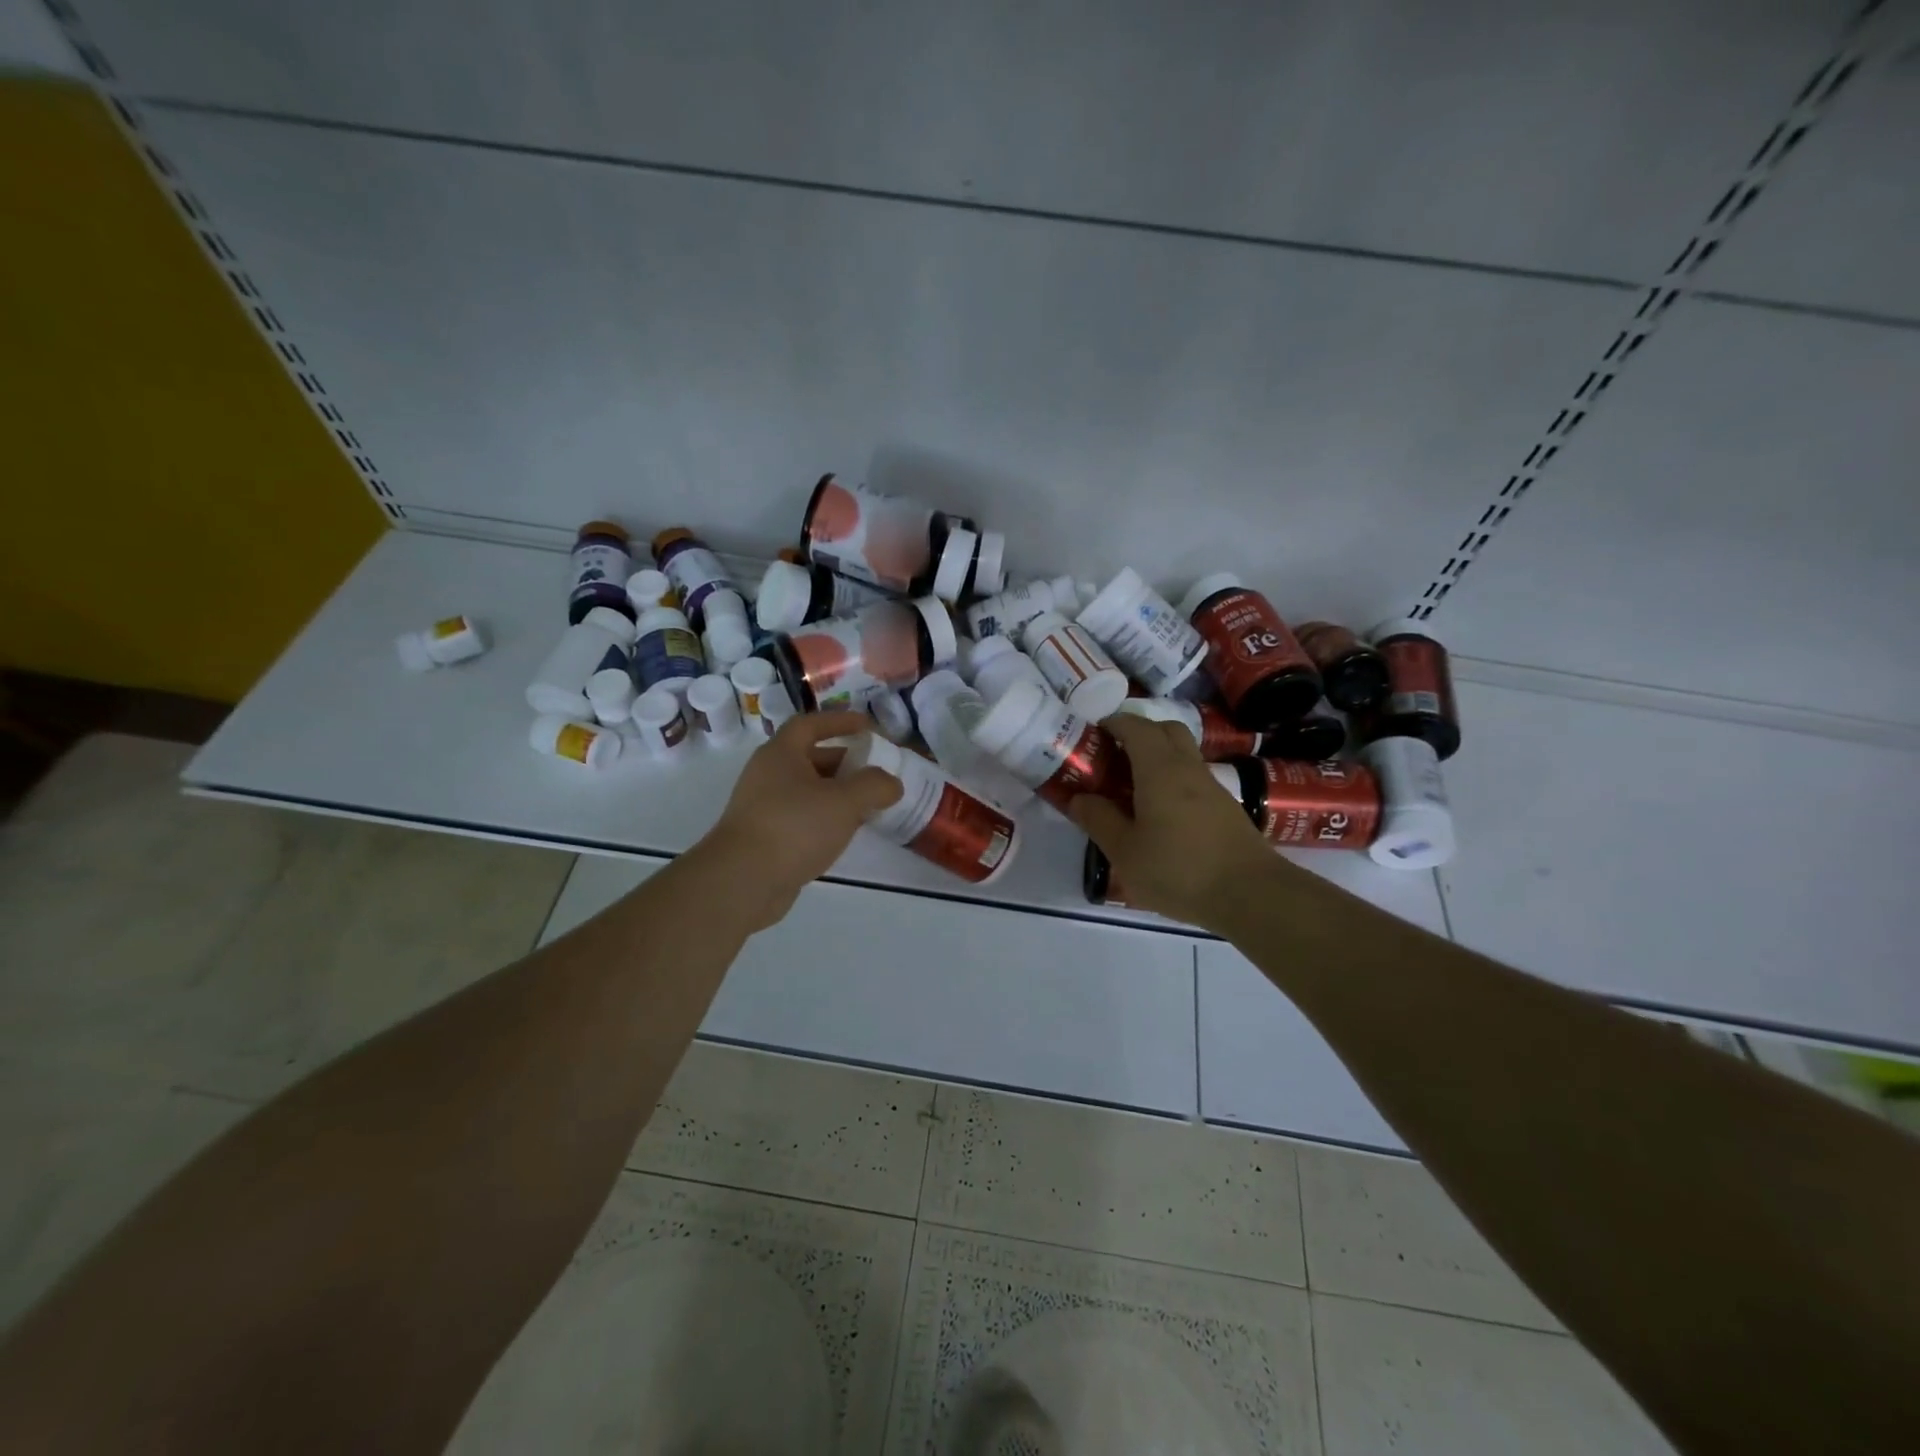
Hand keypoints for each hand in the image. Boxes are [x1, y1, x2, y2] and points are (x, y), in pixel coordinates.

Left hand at [693, 711, 902, 930]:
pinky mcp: (765, 838)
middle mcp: (768, 775)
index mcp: (781, 754)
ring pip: (808, 791)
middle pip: (811, 758)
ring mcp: (764, 807)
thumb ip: (874, 786)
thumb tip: (891, 783)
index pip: (811, 724)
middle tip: (875, 773)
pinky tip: (845, 834)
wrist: (743, 881)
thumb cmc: (794, 827)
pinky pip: (802, 818)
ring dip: (838, 794)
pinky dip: (825, 819)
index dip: (839, 721)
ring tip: (868, 806)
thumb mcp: (844, 801)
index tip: (867, 726)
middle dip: (845, 763)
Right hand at [1069, 713, 1276, 932]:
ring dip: (1157, 758)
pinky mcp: (1226, 808)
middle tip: (1113, 758)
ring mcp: (1212, 787)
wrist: (1251, 895)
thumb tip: (1078, 798)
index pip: (1136, 726)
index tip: (1093, 735)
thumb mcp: (1125, 851)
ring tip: (1131, 790)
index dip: (1113, 723)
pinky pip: (1193, 779)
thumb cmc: (1179, 870)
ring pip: (1182, 754)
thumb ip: (1099, 820)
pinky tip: (1160, 815)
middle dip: (1138, 733)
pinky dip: (1173, 782)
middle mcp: (1188, 768)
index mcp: (1159, 769)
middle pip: (1165, 730)